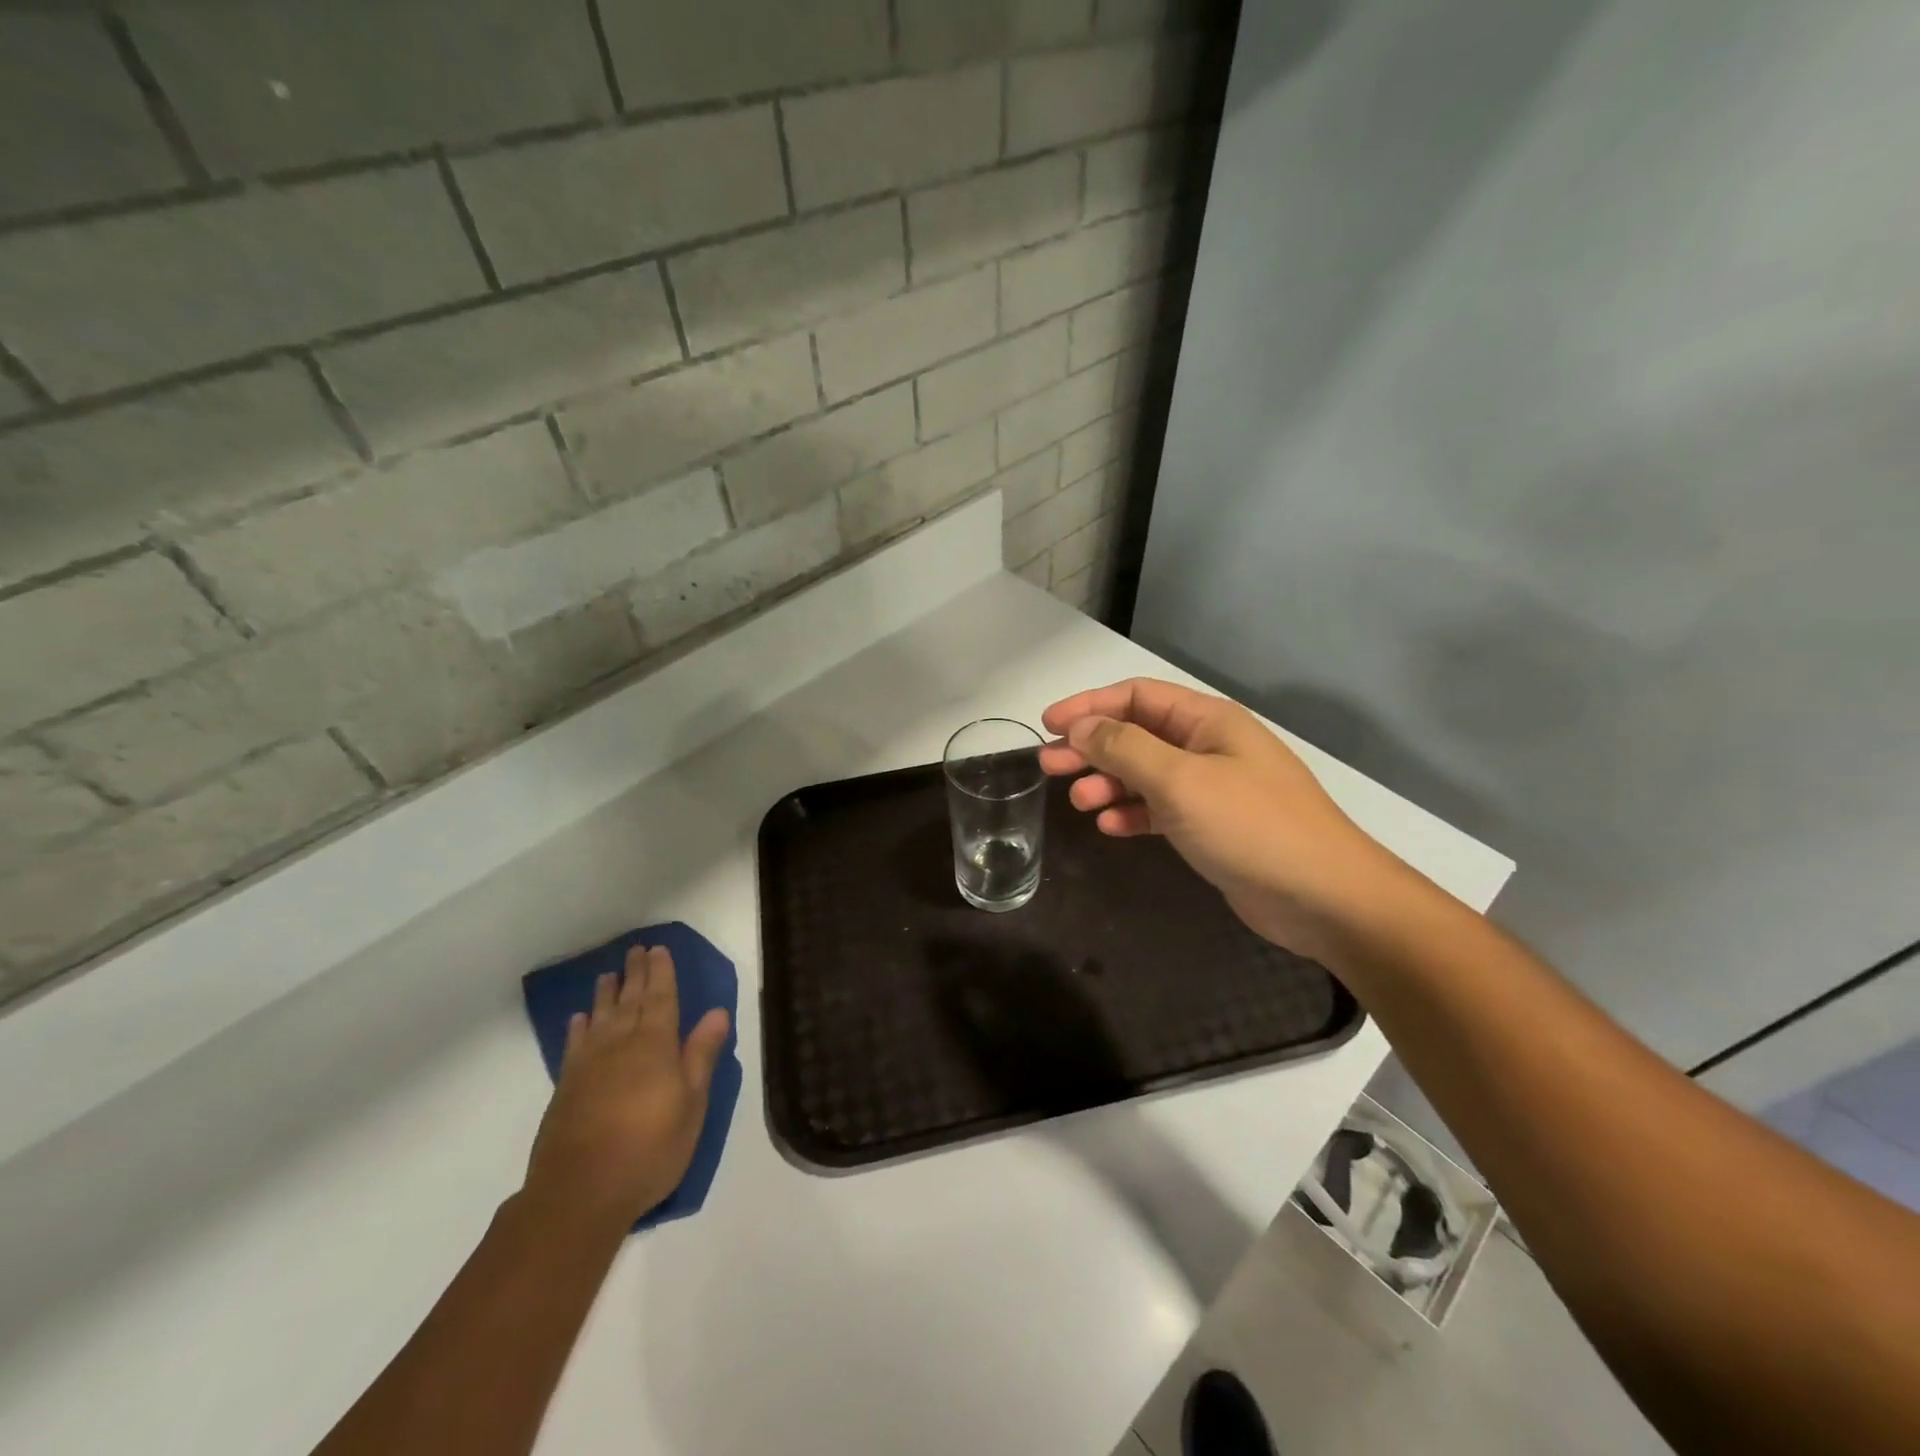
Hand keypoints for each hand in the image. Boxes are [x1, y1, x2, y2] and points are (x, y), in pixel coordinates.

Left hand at [523, 944, 730, 1230]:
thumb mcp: (692, 1105)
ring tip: (608, 975)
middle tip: (636, 950)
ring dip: (606, 994)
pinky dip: (578, 1028)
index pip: (661, 999)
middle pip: (630, 1001)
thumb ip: (701, 1055)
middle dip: (636, 974)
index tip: (659, 949)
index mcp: (656, 1046)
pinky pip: (574, 1045)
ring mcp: (590, 1065)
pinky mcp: (567, 1088)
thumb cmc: (649, 1149)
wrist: (580, 1194)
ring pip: (601, 1018)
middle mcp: (621, 1045)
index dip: (661, 973)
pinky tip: (580, 1018)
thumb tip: (717, 1011)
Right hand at [1040, 679, 1402, 959]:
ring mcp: (1211, 788)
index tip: (1048, 725)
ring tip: (1078, 803)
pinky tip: (1111, 827)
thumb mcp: (1180, 780)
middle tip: (1048, 767)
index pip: (1137, 696)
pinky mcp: (1211, 826)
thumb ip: (1125, 748)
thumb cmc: (1251, 826)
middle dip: (1091, 748)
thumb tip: (1080, 728)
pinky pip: (1160, 809)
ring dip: (1108, 783)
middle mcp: (1208, 747)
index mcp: (1207, 721)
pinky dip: (1132, 813)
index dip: (1090, 706)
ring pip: (1144, 774)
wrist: (1323, 898)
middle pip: (1136, 735)